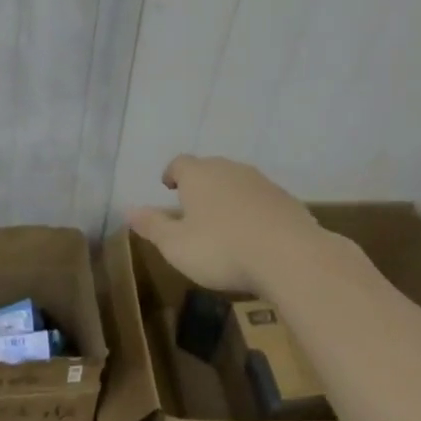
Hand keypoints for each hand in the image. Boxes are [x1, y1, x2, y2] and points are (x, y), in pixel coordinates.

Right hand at [127, 155, 346, 293]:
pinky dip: (253, 211)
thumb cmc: (222, 249)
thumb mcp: (176, 246)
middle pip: (210, 169)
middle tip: (193, 207)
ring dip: (228, 197)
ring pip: (237, 183)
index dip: (172, 174)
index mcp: (199, 175)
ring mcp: (262, 183)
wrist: (292, 257)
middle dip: (200, 185)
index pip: (179, 163)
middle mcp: (230, 170)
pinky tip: (253, 235)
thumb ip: (152, 226)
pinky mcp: (287, 201)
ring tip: (223, 223)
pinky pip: (261, 200)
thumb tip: (129, 210)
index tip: (168, 187)